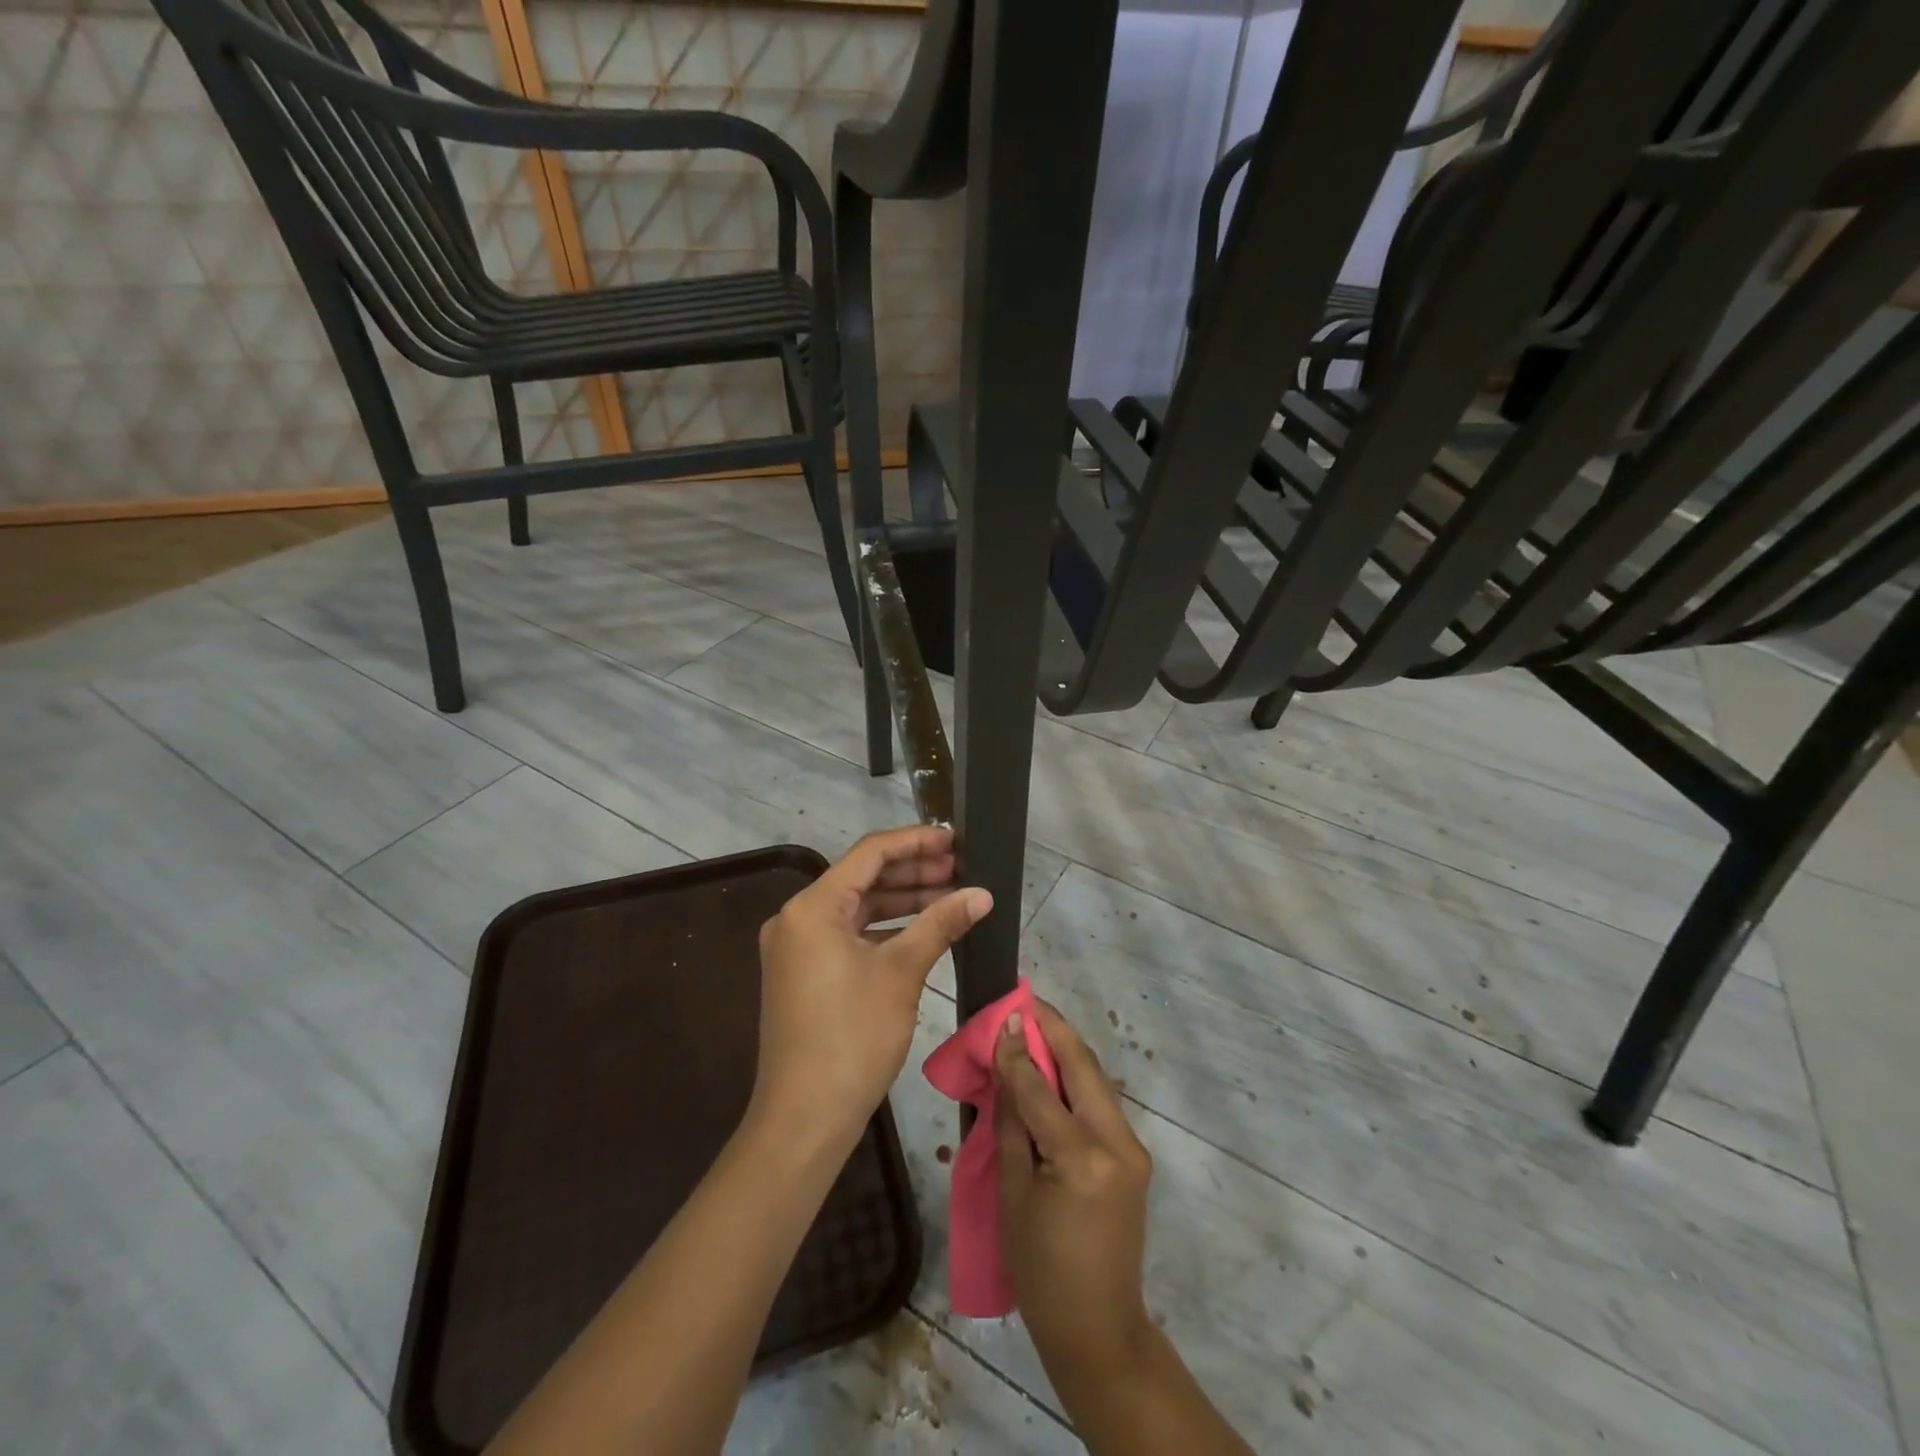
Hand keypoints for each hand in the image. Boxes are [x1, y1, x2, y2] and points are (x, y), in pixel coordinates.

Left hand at [753, 826, 991, 1153]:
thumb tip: (982, 893)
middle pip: (862, 878)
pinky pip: (849, 934)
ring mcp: (798, 947)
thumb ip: (940, 923)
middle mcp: (798, 918)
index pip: (870, 853)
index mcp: (812, 906)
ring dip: (903, 901)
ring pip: (858, 908)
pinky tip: (923, 929)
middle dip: (913, 871)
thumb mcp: (901, 973)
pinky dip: (886, 929)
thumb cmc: (853, 1037)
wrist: (804, 1118)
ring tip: (952, 893)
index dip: (916, 841)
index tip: (955, 839)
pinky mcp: (805, 972)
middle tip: (961, 867)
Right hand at [996, 1000, 1154, 1386]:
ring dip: (1066, 1051)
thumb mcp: (1013, 1194)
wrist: (1098, 1329)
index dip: (1019, 1049)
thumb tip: (1007, 1067)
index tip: (1003, 1013)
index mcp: (1083, 1158)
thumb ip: (1013, 1123)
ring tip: (1034, 1024)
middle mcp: (1118, 1143)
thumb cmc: (1041, 1269)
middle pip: (1084, 1068)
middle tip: (1025, 1001)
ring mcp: (1133, 1149)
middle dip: (1055, 1029)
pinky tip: (1052, 1067)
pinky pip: (1100, 1103)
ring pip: (1096, 1080)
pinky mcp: (1134, 1157)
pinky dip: (1075, 1079)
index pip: (1042, 1088)